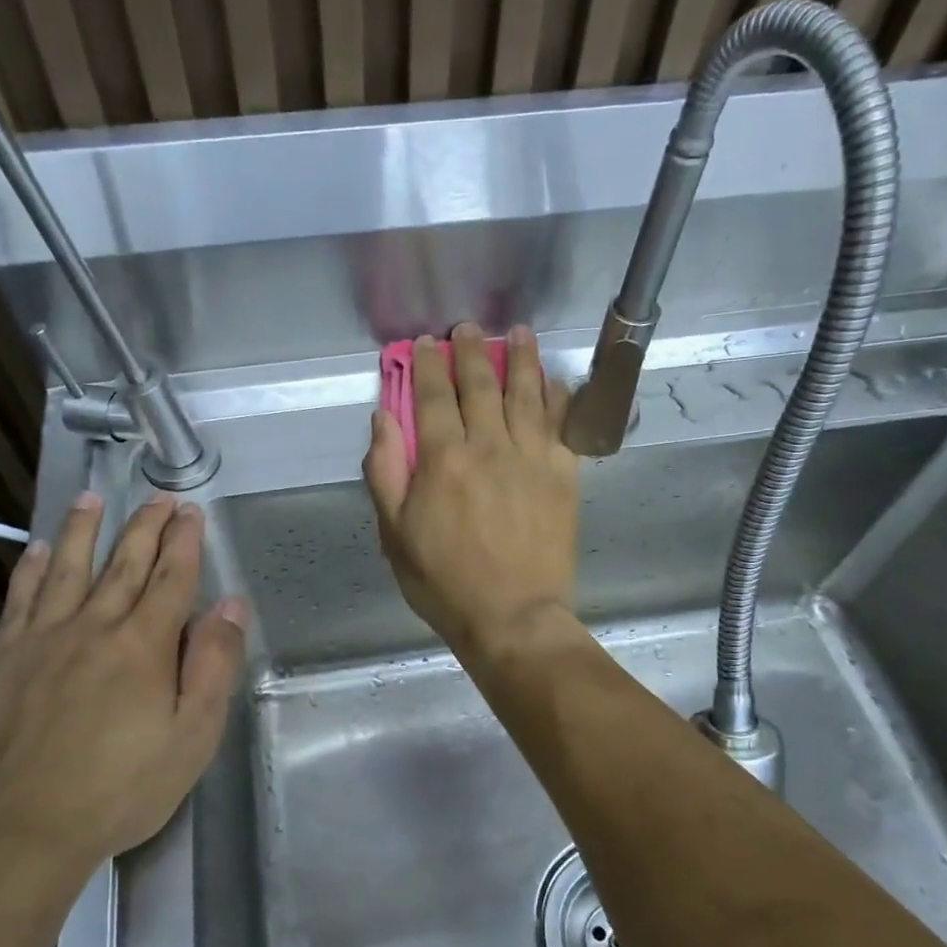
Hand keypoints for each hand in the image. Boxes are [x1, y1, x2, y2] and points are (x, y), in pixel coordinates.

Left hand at [0, 495, 247, 872]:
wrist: (19, 833)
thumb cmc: (120, 790)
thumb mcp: (192, 737)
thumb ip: (213, 666)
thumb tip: (231, 605)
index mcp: (143, 646)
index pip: (171, 579)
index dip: (184, 542)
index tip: (190, 511)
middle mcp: (93, 628)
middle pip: (124, 565)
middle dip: (145, 527)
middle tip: (157, 497)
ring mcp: (40, 641)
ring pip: (67, 570)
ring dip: (84, 531)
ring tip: (93, 498)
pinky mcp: (0, 661)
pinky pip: (19, 601)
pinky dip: (31, 570)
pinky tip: (38, 549)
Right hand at [363, 323, 578, 659]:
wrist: (513, 617)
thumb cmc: (445, 582)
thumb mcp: (395, 535)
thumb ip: (385, 473)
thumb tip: (383, 419)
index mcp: (443, 460)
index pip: (432, 397)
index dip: (427, 365)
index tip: (425, 343)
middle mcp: (489, 447)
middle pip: (481, 384)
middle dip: (472, 350)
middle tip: (469, 328)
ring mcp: (531, 458)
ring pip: (526, 393)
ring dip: (521, 358)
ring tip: (519, 332)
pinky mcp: (563, 475)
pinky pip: (562, 424)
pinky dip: (558, 396)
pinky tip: (554, 379)